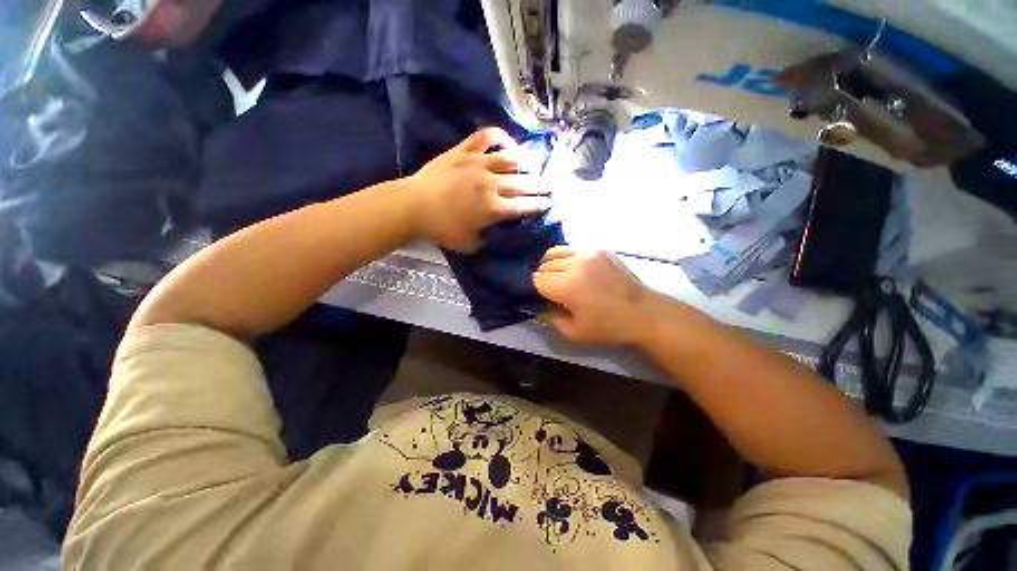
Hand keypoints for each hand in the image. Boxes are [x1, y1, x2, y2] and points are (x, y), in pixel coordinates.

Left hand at [409, 127, 549, 252]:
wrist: (414, 206)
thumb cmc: (441, 229)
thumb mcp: (469, 244)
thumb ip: (488, 240)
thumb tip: (499, 232)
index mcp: (493, 209)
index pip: (523, 207)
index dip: (538, 206)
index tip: (548, 204)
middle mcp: (491, 184)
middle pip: (522, 184)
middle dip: (540, 186)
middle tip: (550, 186)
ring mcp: (478, 164)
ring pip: (510, 159)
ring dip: (526, 163)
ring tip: (535, 166)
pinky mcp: (464, 151)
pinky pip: (486, 137)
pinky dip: (500, 137)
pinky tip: (507, 142)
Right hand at [533, 247, 656, 345]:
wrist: (644, 313)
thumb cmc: (608, 327)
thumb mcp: (573, 332)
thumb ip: (548, 318)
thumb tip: (536, 305)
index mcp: (567, 285)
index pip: (536, 278)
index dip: (536, 289)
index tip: (544, 298)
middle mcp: (575, 263)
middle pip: (544, 264)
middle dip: (543, 277)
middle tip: (553, 290)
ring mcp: (589, 252)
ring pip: (555, 251)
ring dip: (552, 264)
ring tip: (560, 276)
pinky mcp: (600, 248)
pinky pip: (572, 248)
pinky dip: (567, 257)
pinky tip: (576, 269)